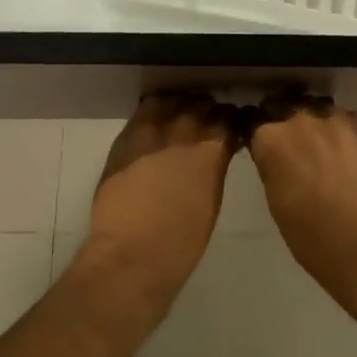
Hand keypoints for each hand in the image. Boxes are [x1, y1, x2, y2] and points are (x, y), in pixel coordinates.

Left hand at [83, 91, 240, 305]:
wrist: (130, 256)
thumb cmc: (181, 243)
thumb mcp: (211, 201)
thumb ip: (214, 168)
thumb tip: (215, 154)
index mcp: (211, 151)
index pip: (228, 118)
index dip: (230, 119)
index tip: (230, 124)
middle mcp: (184, 132)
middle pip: (201, 104)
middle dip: (207, 109)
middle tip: (207, 118)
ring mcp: (152, 131)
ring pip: (171, 100)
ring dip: (179, 104)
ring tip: (180, 113)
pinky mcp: (126, 137)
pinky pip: (144, 110)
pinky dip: (155, 109)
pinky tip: (156, 117)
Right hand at [247, 97, 356, 309]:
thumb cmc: (311, 236)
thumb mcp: (275, 200)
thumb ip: (271, 166)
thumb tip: (274, 156)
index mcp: (270, 140)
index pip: (250, 120)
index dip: (253, 130)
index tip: (259, 141)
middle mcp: (297, 119)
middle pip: (281, 105)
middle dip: (281, 119)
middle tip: (290, 143)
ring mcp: (332, 118)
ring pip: (315, 107)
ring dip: (313, 121)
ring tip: (322, 144)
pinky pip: (345, 117)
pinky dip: (343, 129)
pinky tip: (348, 150)